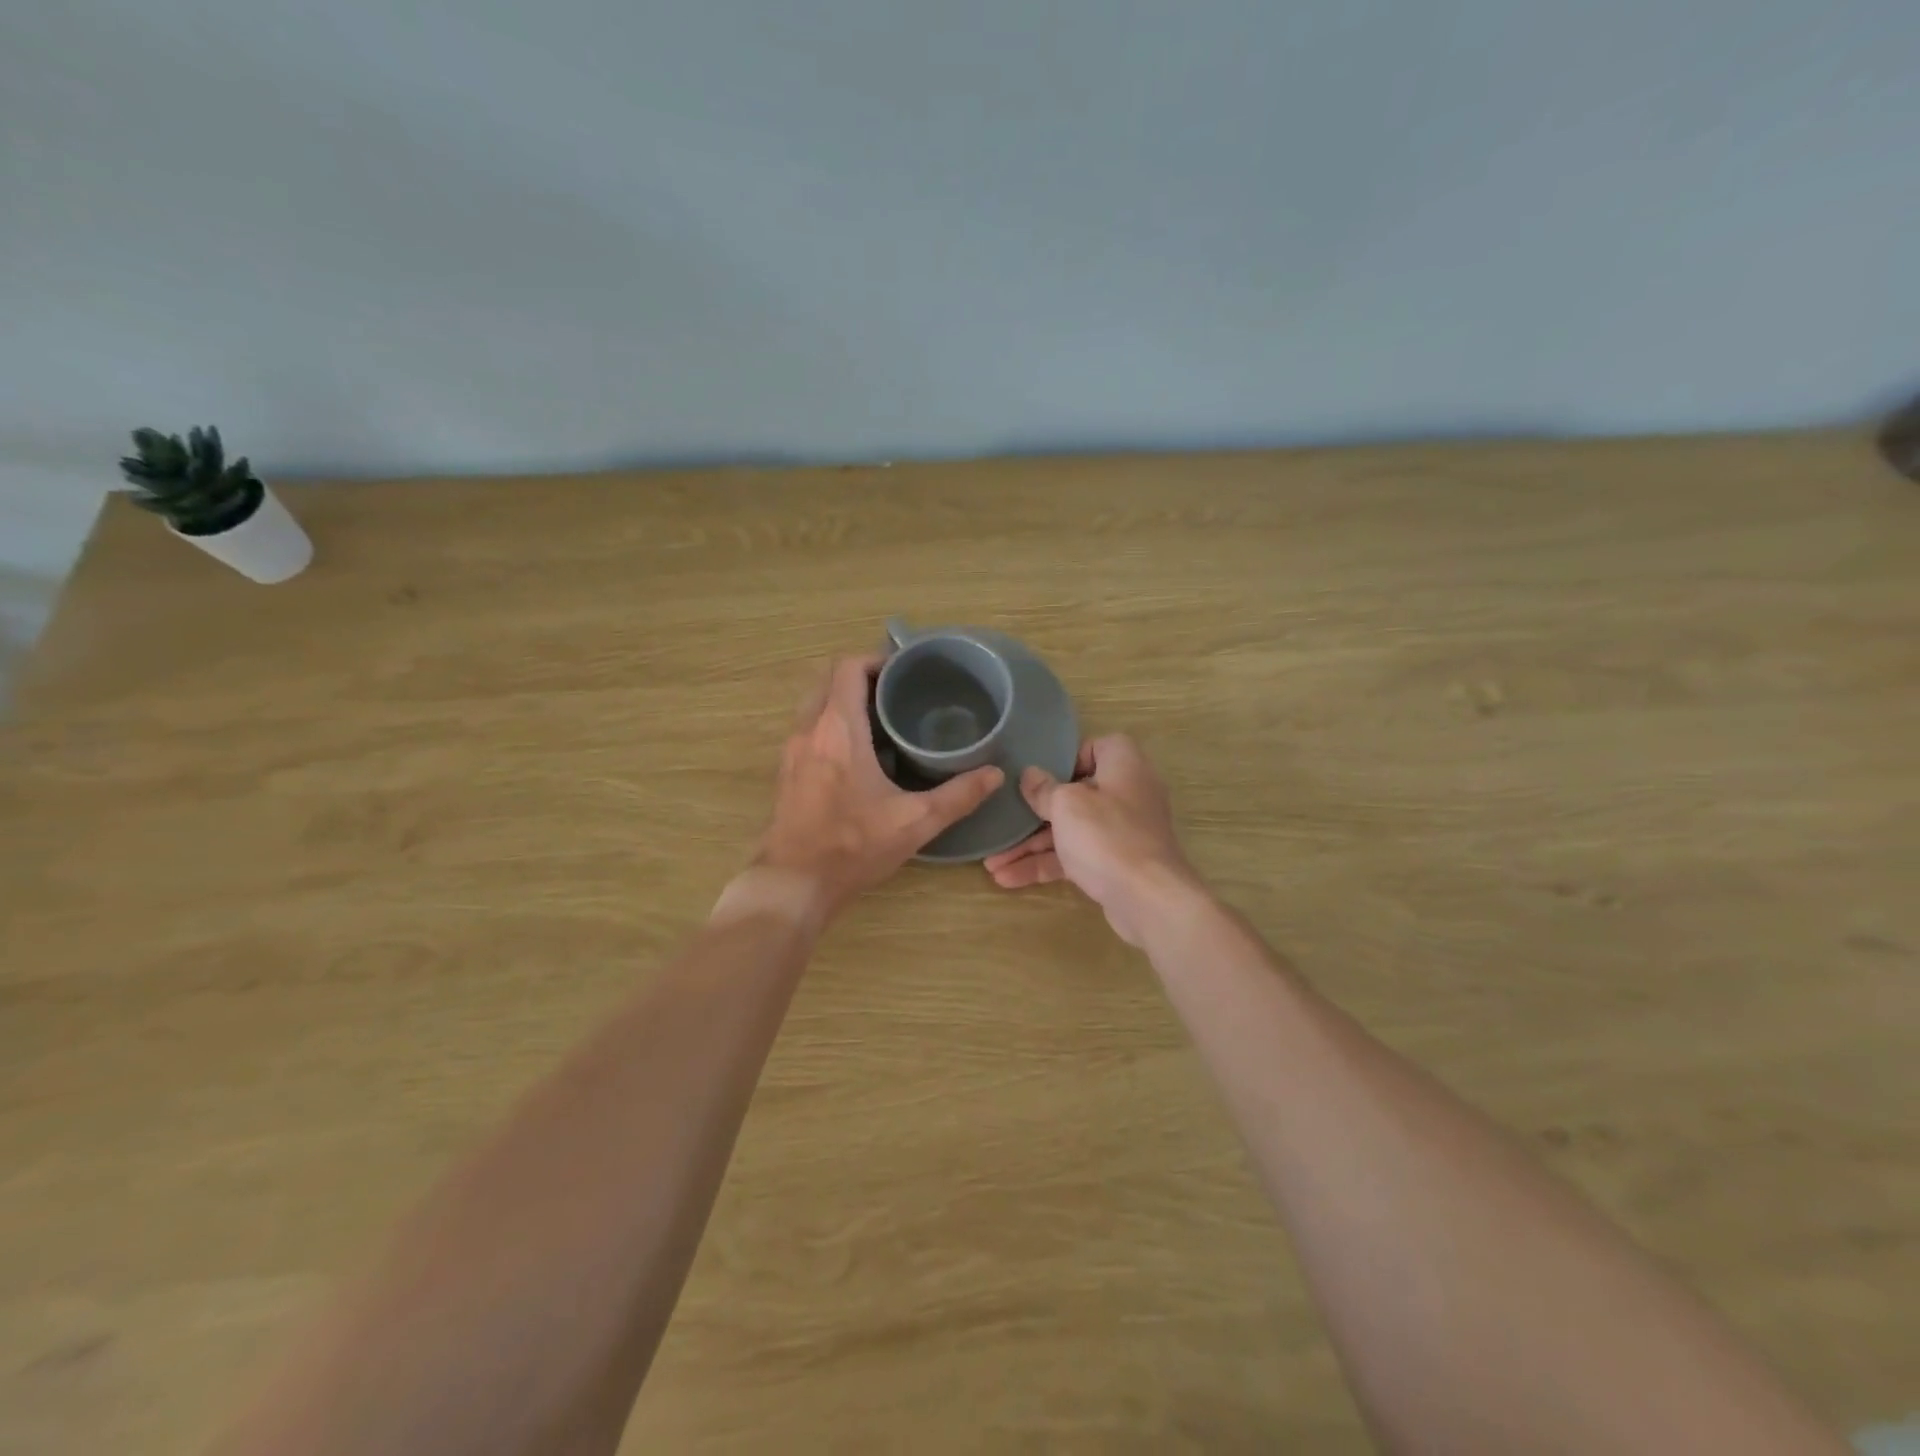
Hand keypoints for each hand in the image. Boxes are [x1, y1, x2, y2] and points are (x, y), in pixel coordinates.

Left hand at [751, 655, 1003, 926]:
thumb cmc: (852, 846)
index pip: (848, 668)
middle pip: (829, 680)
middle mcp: (808, 730)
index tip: (905, 672)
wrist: (793, 883)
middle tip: (898, 694)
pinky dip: (831, 725)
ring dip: (844, 701)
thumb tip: (995, 774)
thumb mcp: (915, 821)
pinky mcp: (786, 772)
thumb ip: (958, 796)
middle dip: (862, 678)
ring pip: (816, 705)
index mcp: (837, 729)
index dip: (876, 660)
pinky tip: (860, 754)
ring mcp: (791, 751)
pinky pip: (809, 729)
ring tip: (883, 720)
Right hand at [983, 734, 1204, 944]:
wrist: (1149, 900)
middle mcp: (1126, 794)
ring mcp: (1120, 832)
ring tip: (992, 862)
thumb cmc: (1107, 836)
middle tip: (1002, 820)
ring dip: (1031, 846)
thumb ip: (1044, 789)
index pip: (1096, 747)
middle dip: (1034, 812)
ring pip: (1070, 830)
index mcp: (1124, 765)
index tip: (1039, 775)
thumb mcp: (1067, 805)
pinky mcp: (1114, 864)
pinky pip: (1075, 857)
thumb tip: (1030, 775)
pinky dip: (1045, 865)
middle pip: (1075, 794)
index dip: (1066, 759)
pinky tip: (1008, 878)